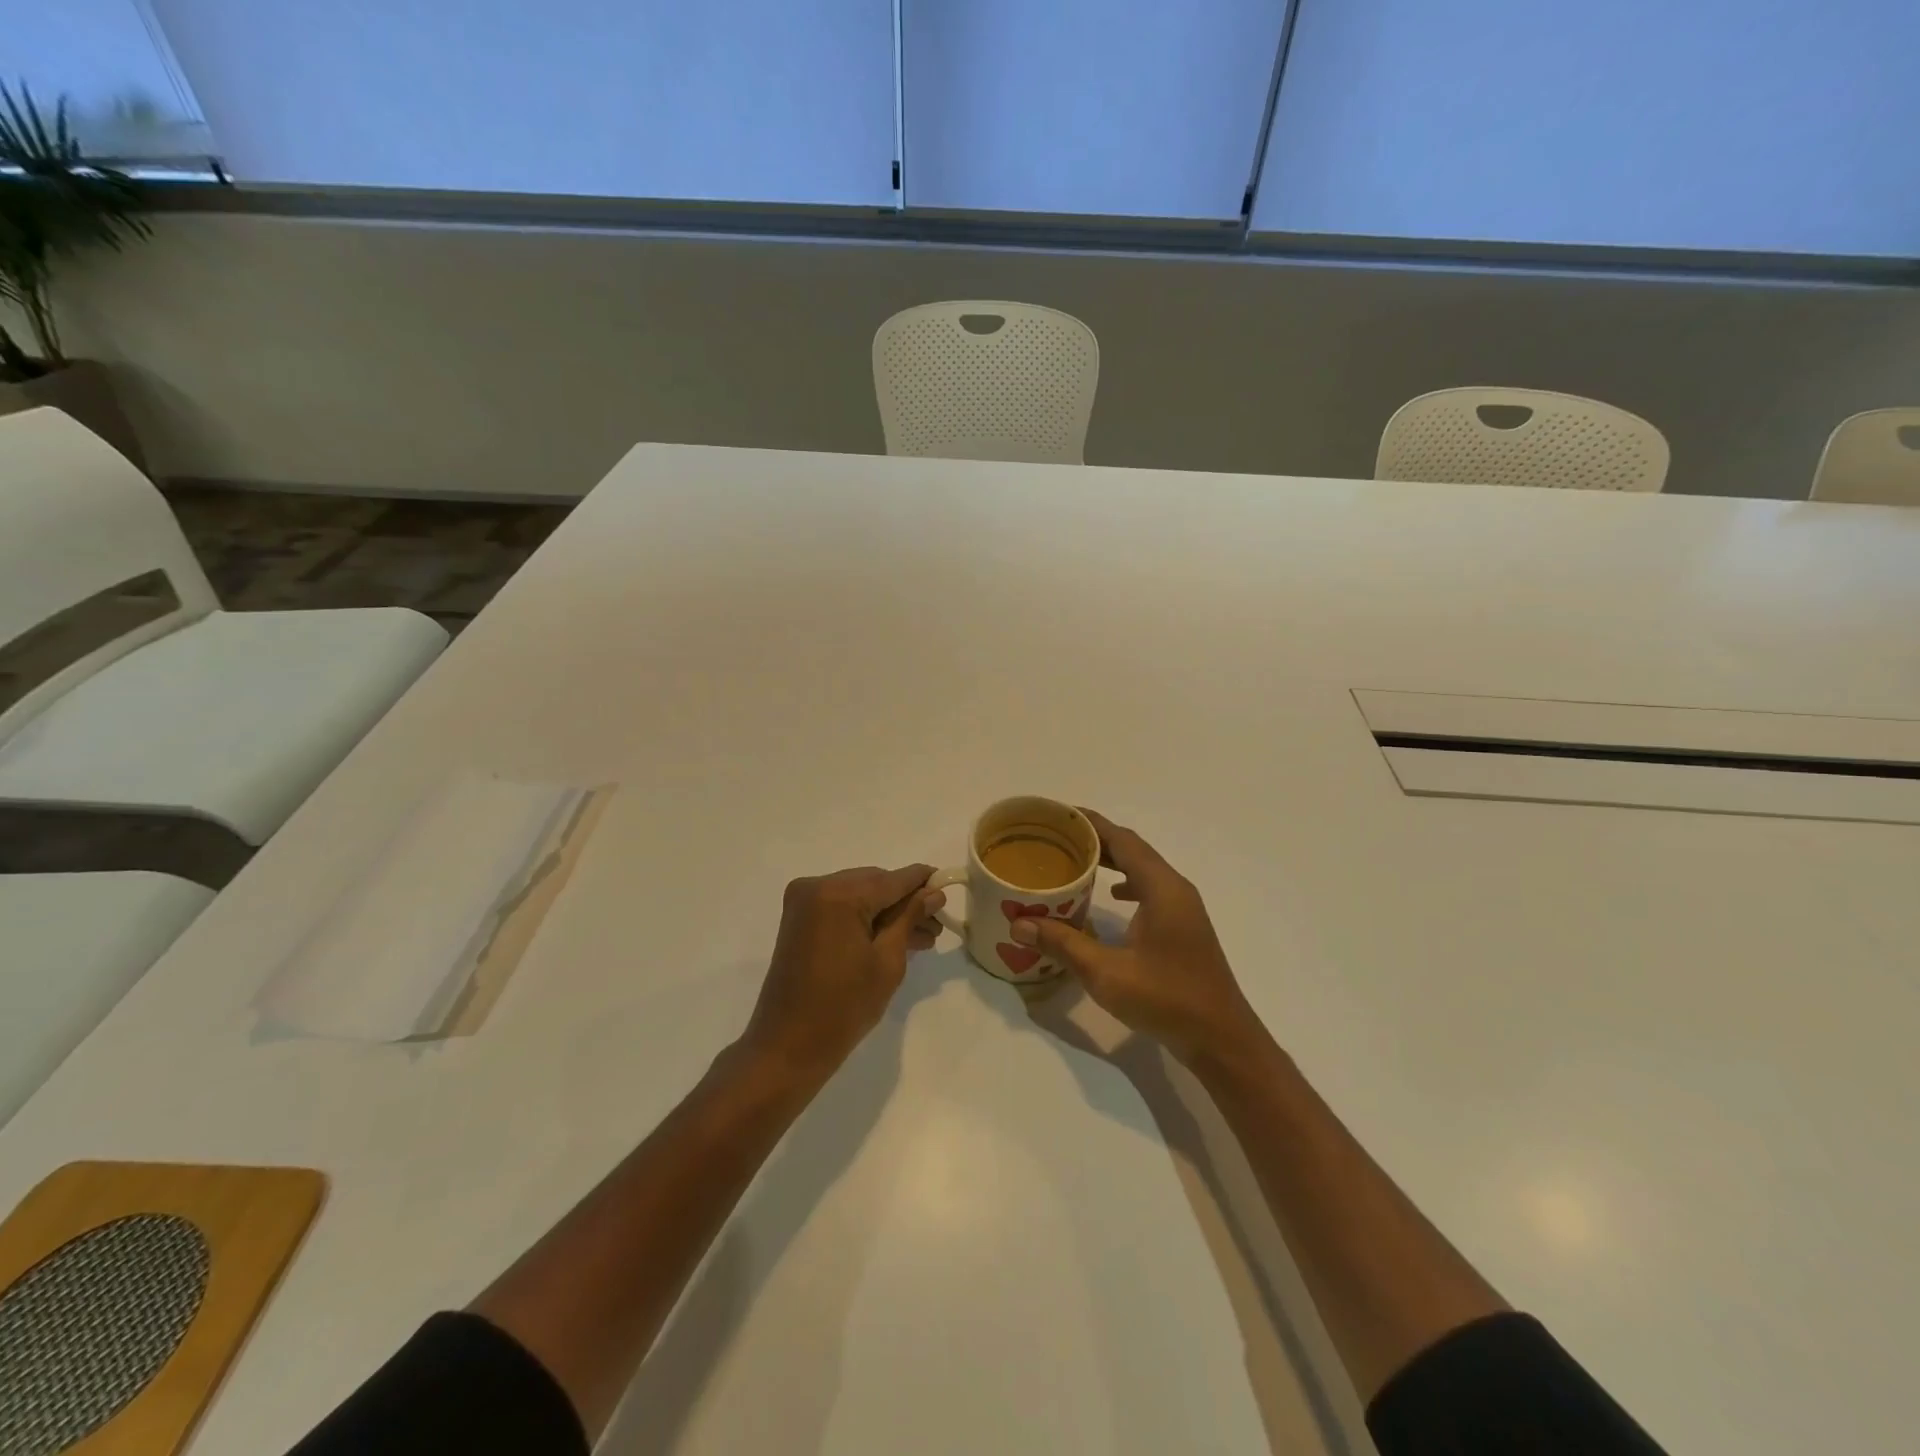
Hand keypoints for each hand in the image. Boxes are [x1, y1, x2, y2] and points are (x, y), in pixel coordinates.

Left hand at [741, 864, 943, 1082]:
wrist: (788, 1046)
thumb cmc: (844, 1007)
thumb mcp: (887, 961)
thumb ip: (910, 918)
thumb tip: (934, 893)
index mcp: (838, 894)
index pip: (892, 879)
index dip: (923, 881)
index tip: (948, 885)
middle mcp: (817, 886)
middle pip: (875, 884)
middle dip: (906, 902)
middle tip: (936, 924)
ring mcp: (805, 902)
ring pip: (860, 896)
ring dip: (888, 913)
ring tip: (923, 938)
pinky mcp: (800, 918)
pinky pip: (842, 908)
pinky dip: (866, 919)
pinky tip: (894, 937)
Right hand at [1011, 811, 1263, 1067]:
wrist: (1221, 1040)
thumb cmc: (1167, 1000)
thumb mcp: (1107, 974)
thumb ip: (1063, 944)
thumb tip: (1020, 923)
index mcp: (1162, 889)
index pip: (1124, 840)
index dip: (1092, 824)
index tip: (1059, 814)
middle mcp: (1176, 889)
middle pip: (1134, 850)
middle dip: (1097, 839)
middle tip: (1058, 838)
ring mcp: (1183, 909)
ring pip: (1144, 870)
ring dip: (1113, 861)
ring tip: (1076, 861)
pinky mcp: (1183, 927)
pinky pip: (1150, 890)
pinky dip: (1127, 884)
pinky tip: (1109, 897)